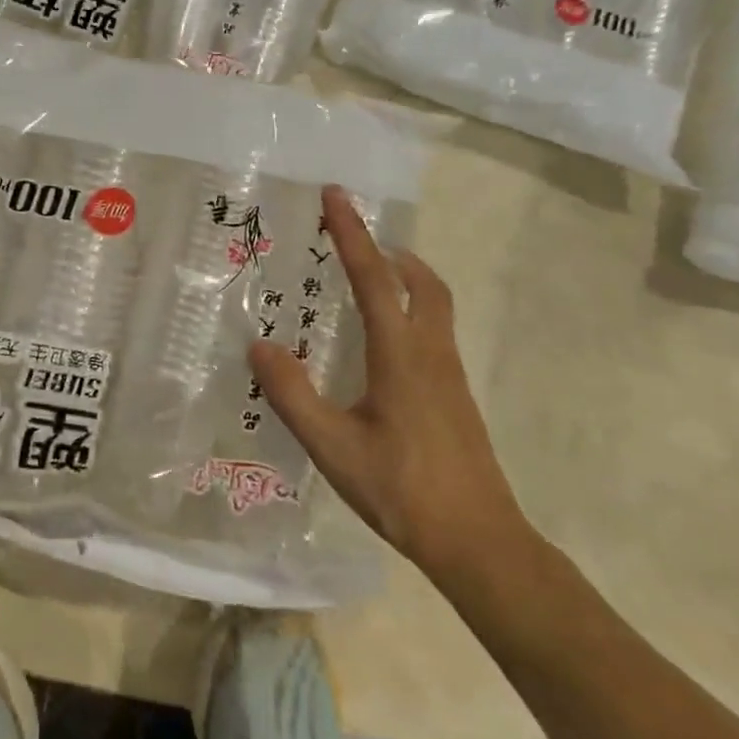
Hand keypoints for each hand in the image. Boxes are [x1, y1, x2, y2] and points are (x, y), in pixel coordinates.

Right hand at [249, 185, 527, 581]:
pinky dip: (410, 309)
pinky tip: (382, 341)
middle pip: (420, 281)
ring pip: (434, 304)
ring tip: (365, 279)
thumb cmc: (403, 490)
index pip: (375, 278)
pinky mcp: (455, 396)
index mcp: (401, 355)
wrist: (479, 543)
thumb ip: (293, 395)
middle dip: (388, 250)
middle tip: (352, 239)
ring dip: (403, 277)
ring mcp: (449, 374)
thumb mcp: (333, 447)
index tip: (335, 195)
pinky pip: (434, 330)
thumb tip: (259, 346)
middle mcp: (430, 353)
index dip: (352, 233)